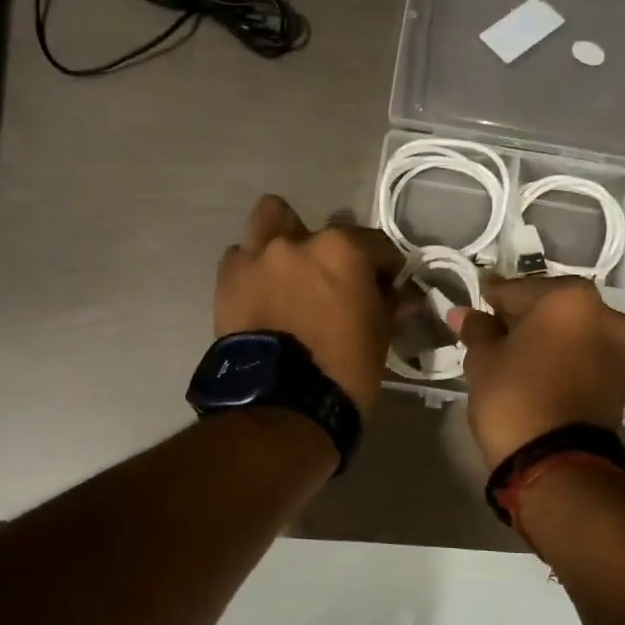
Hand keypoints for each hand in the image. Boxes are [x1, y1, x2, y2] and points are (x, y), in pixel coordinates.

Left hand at [215, 195, 403, 414]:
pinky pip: (240, 258)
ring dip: (282, 238)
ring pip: (269, 220)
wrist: (282, 404)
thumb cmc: (343, 369)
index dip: (386, 266)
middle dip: (329, 248)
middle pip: (320, 228)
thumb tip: (397, 293)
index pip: (376, 244)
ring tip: (288, 271)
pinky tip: (260, 293)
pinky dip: (253, 270)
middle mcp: (298, 241)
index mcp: (343, 250)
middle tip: (331, 280)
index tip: (388, 285)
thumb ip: (387, 303)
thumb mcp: (380, 336)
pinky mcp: (227, 280)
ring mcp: (257, 257)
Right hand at [450, 274, 624, 467]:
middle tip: (494, 330)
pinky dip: (565, 357)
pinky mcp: (624, 379)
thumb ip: (477, 329)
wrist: (559, 463)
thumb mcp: (484, 360)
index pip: (518, 290)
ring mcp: (621, 347)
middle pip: (552, 307)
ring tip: (517, 354)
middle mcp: (604, 313)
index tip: (477, 302)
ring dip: (547, 337)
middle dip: (524, 317)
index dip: (493, 298)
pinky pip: (586, 355)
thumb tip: (462, 313)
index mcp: (569, 298)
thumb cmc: (515, 397)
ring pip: (572, 331)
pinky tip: (540, 370)